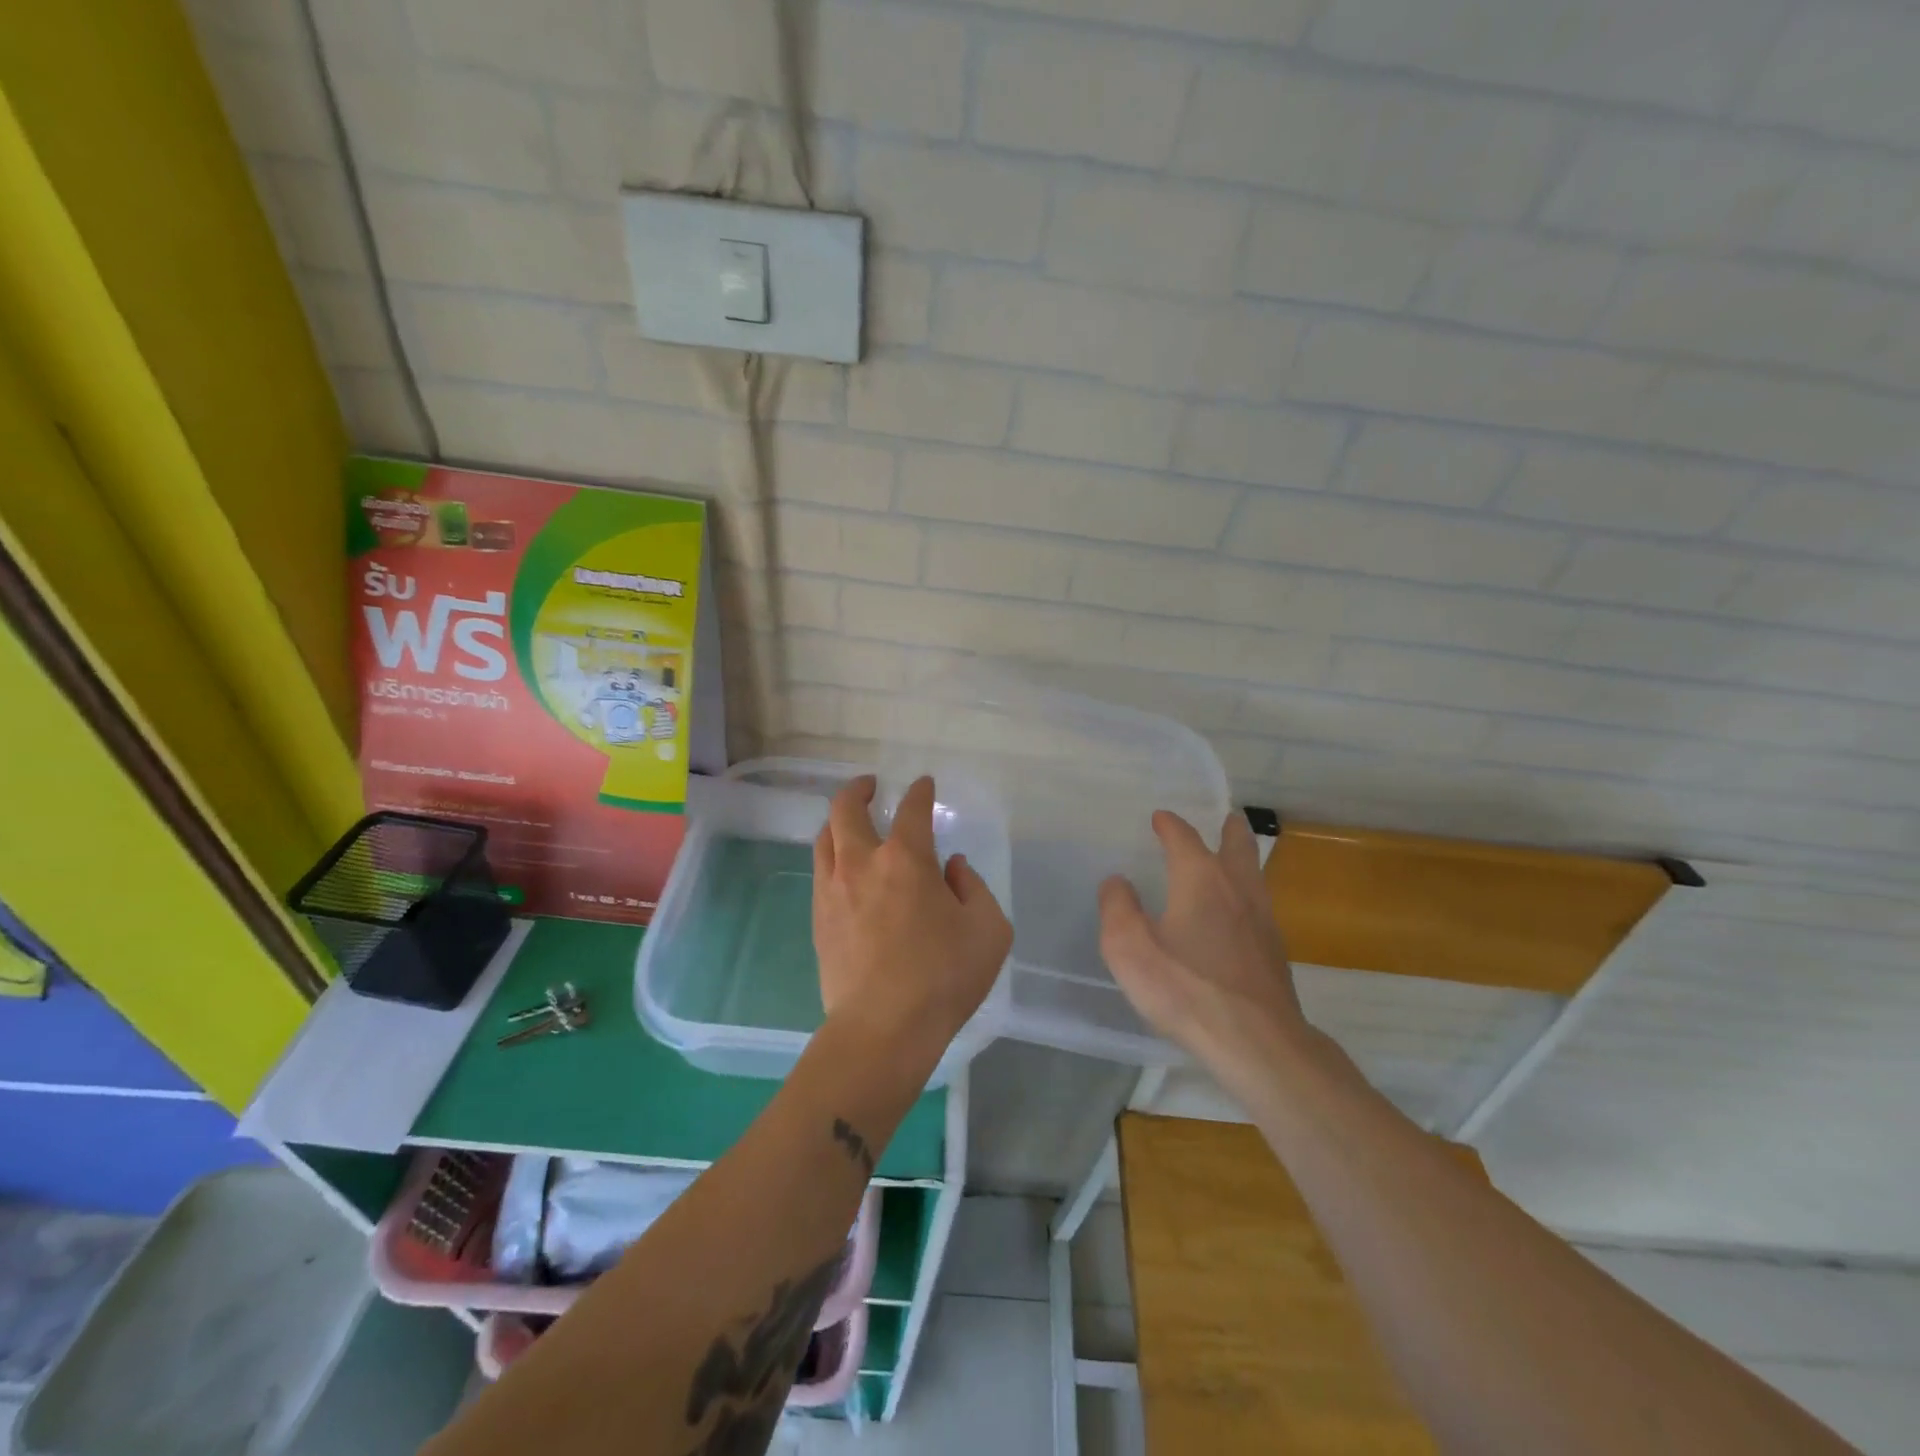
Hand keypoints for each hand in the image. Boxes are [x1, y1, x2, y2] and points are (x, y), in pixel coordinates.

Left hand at [813, 775, 1013, 1072]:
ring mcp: (833, 891)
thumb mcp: (988, 930)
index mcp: (906, 860)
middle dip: (859, 790)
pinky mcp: (818, 920)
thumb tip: (951, 868)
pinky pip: (820, 872)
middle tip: (871, 787)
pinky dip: (832, 857)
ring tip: (850, 823)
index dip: (919, 792)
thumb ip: (974, 888)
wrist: (883, 1029)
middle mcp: (862, 864)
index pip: (912, 810)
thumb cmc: (943, 977)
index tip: (923, 785)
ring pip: (825, 838)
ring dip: (838, 821)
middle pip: (847, 810)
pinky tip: (844, 870)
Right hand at [1098, 810, 1311, 1095]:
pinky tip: (1241, 915)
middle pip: (1237, 847)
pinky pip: (1260, 907)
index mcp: (1200, 879)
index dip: (1170, 825)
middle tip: (1228, 818)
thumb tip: (1117, 882)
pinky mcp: (1275, 953)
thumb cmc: (1186, 988)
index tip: (1160, 817)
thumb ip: (1117, 908)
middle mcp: (1236, 889)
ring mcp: (1262, 921)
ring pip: (1255, 876)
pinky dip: (1248, 895)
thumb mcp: (1130, 948)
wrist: (1257, 1042)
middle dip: (1229, 829)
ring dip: (1244, 859)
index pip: (1184, 838)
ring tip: (1236, 857)